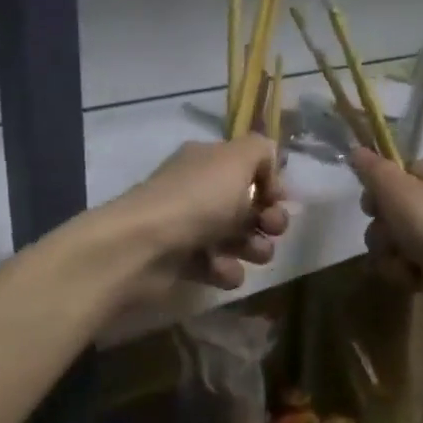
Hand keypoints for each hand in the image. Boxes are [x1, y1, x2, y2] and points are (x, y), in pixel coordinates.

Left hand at [113, 136, 290, 296]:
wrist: (144, 248)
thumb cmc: (196, 199)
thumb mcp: (236, 159)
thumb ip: (261, 151)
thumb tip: (268, 167)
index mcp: (207, 162)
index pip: (248, 167)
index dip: (271, 183)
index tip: (278, 198)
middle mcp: (198, 191)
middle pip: (248, 206)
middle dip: (270, 219)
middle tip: (271, 228)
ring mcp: (190, 229)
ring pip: (238, 240)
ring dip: (254, 248)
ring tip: (252, 253)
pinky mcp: (183, 264)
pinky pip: (218, 268)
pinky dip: (225, 271)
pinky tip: (220, 270)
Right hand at [348, 148, 422, 290]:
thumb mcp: (397, 191)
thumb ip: (373, 170)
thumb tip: (356, 151)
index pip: (392, 177)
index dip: (376, 197)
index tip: (372, 212)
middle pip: (394, 213)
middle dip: (384, 236)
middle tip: (391, 245)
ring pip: (403, 241)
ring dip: (394, 258)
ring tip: (406, 268)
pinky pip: (420, 261)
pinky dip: (414, 271)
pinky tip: (418, 279)